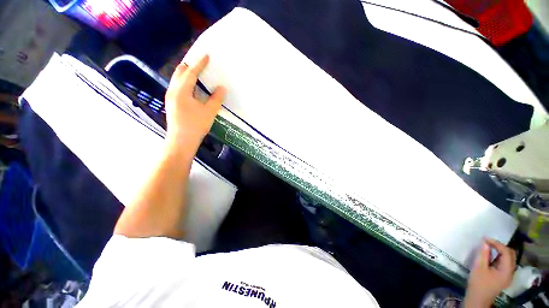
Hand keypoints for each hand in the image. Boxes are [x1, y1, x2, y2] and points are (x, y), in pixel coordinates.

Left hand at [165, 54, 226, 151]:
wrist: (181, 141)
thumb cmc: (196, 126)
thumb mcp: (209, 112)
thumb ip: (216, 99)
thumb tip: (222, 88)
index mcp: (181, 90)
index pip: (191, 72)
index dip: (200, 63)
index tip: (207, 55)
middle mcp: (173, 90)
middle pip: (180, 72)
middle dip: (190, 65)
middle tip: (201, 62)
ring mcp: (171, 97)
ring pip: (177, 79)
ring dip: (187, 73)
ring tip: (198, 72)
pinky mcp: (172, 103)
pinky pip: (177, 86)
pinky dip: (185, 82)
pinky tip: (193, 87)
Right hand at [464, 239, 515, 306]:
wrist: (478, 299)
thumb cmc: (478, 284)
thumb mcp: (479, 268)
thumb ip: (483, 255)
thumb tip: (485, 242)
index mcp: (506, 270)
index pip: (506, 252)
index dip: (497, 244)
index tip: (485, 239)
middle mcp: (511, 272)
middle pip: (510, 254)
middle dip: (500, 246)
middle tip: (488, 243)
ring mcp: (508, 274)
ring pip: (508, 258)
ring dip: (500, 251)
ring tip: (488, 248)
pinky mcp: (503, 276)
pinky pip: (504, 262)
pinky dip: (499, 257)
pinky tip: (490, 256)